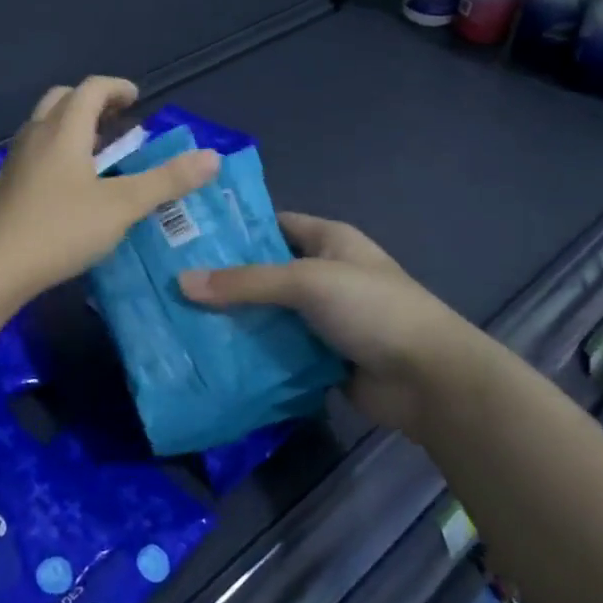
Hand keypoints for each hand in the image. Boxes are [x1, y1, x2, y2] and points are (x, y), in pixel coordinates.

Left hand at [0, 77, 219, 297]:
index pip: (92, 88)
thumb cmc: (59, 229)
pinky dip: (57, 150)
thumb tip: (212, 157)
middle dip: (92, 102)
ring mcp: (16, 160)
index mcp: (64, 130)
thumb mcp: (121, 207)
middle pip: (63, 99)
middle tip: (118, 121)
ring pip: (45, 125)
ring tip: (98, 152)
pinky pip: (35, 151)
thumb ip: (166, 181)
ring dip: (72, 126)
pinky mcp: (6, 185)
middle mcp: (36, 135)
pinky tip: (70, 185)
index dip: (117, 88)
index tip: (137, 99)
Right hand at [178, 212, 487, 431]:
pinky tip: (213, 356)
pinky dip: (253, 353)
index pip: (273, 224)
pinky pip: (279, 349)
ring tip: (181, 322)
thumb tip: (182, 283)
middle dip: (226, 281)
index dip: (235, 229)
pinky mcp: (322, 357)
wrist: (429, 378)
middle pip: (266, 272)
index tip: (188, 237)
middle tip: (172, 285)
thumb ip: (246, 283)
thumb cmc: (372, 308)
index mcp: (329, 240)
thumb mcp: (307, 282)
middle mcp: (325, 274)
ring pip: (270, 314)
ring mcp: (324, 318)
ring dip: (236, 320)